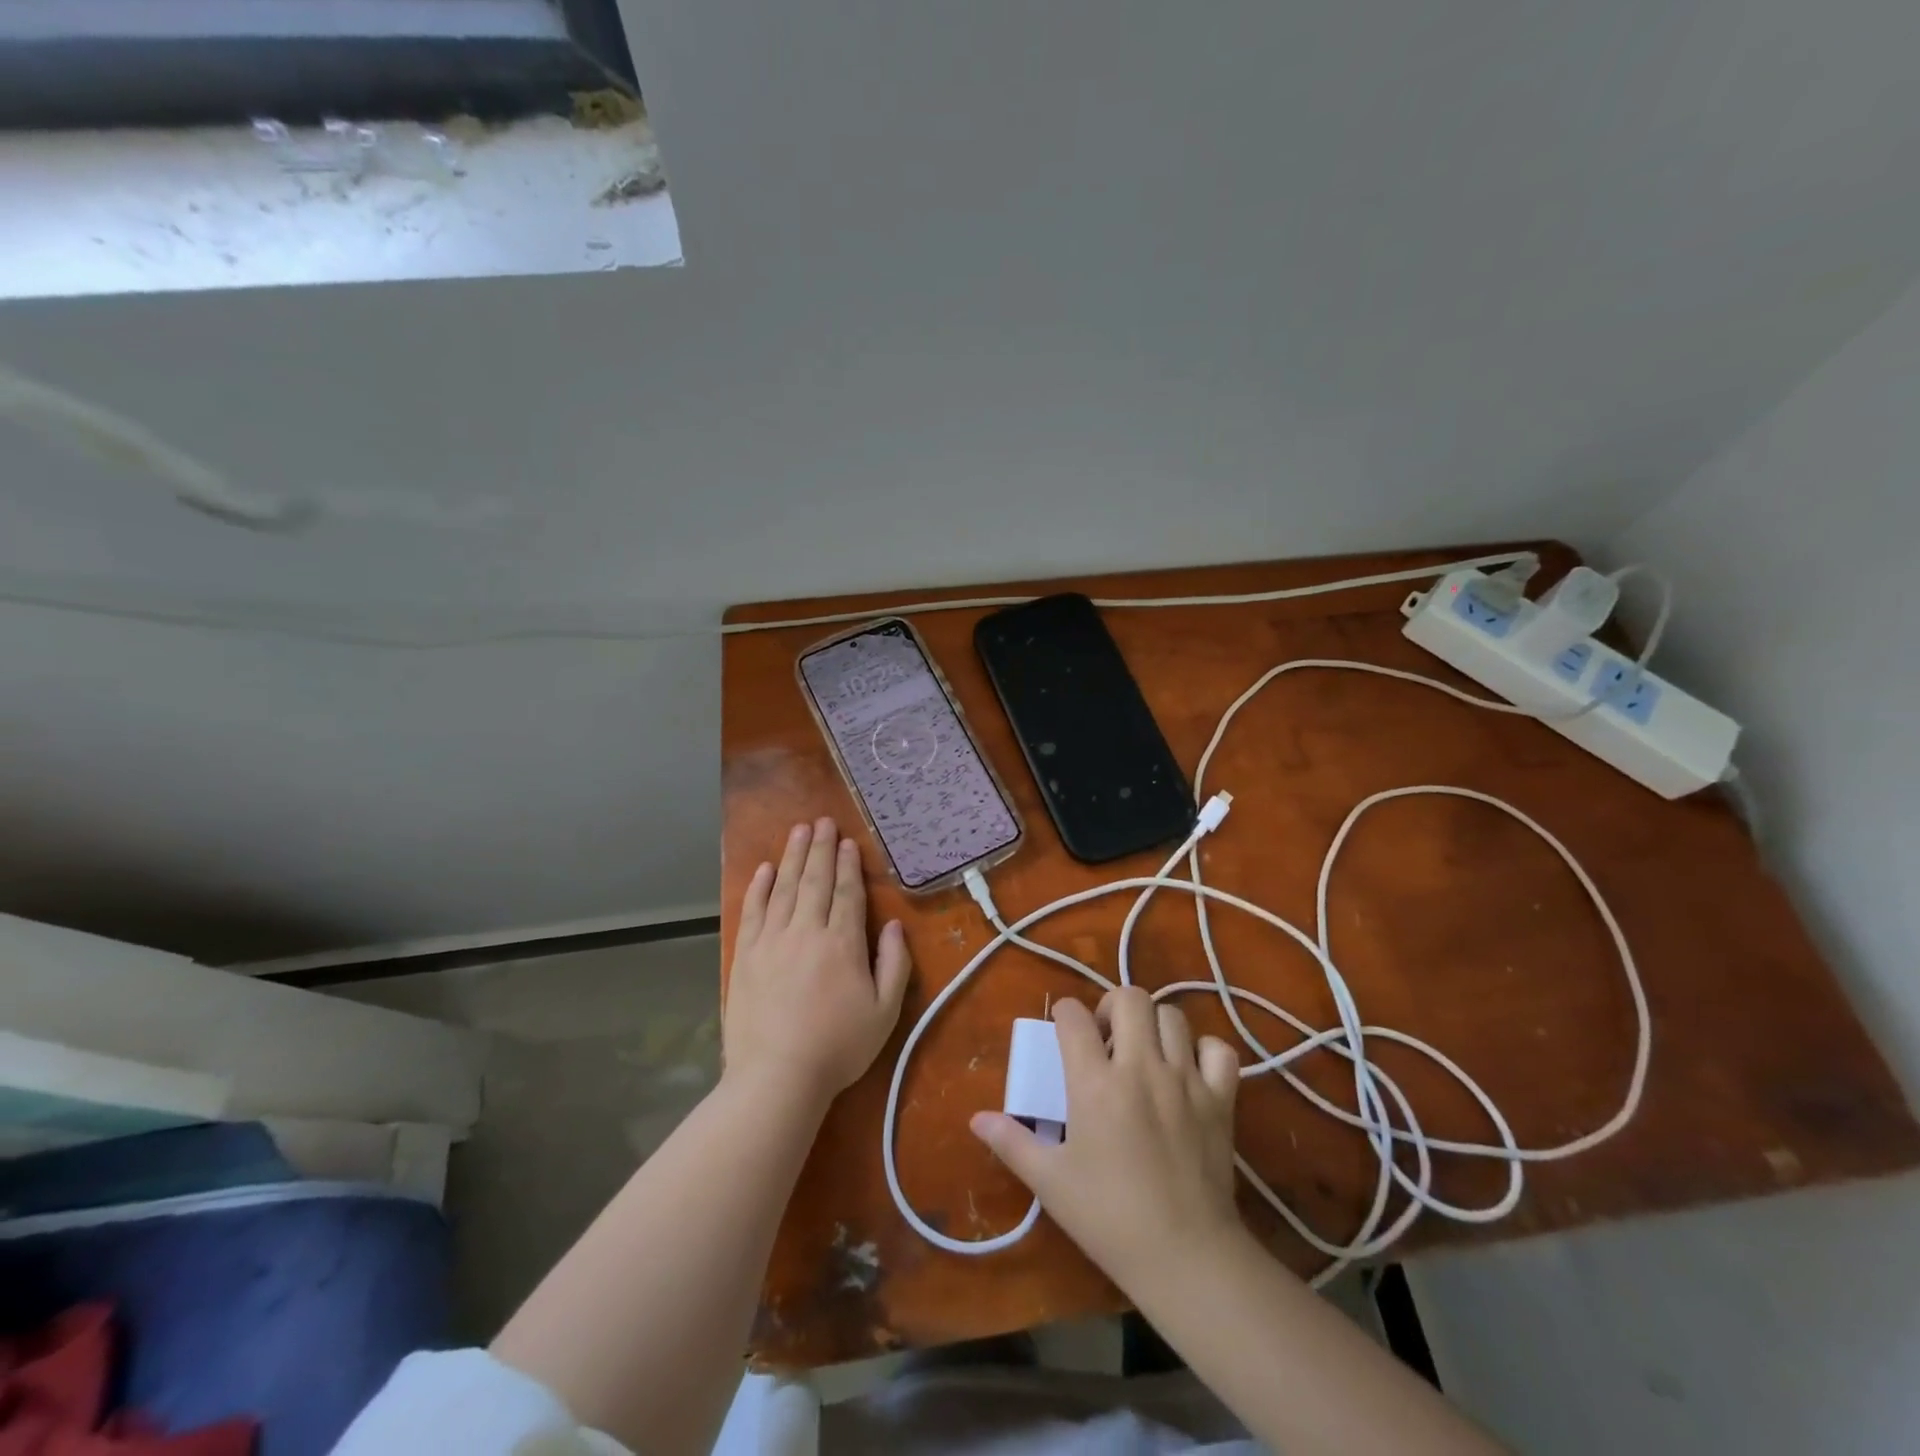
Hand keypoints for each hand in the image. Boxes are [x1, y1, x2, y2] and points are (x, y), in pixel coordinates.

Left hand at [725, 818, 911, 1109]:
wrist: (777, 1077)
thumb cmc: (838, 1047)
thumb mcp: (884, 1011)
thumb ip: (894, 964)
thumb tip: (894, 925)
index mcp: (842, 943)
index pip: (846, 892)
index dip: (848, 865)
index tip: (848, 842)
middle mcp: (806, 931)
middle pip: (814, 880)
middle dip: (820, 848)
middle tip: (823, 821)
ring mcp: (772, 941)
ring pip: (784, 888)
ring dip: (793, 856)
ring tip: (799, 831)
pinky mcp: (746, 955)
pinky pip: (753, 911)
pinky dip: (759, 887)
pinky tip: (765, 869)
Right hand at [970, 987, 1243, 1287]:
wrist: (1186, 1257)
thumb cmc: (1109, 1217)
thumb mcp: (1050, 1181)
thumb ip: (1011, 1142)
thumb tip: (977, 1119)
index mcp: (1095, 1082)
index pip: (1073, 1017)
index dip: (1063, 1014)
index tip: (1063, 1032)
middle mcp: (1141, 1067)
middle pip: (1129, 997)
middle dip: (1112, 1005)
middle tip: (1106, 1036)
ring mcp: (1185, 1079)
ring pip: (1173, 1015)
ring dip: (1154, 1024)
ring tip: (1144, 1051)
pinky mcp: (1220, 1099)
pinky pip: (1219, 1050)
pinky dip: (1204, 1050)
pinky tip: (1190, 1070)